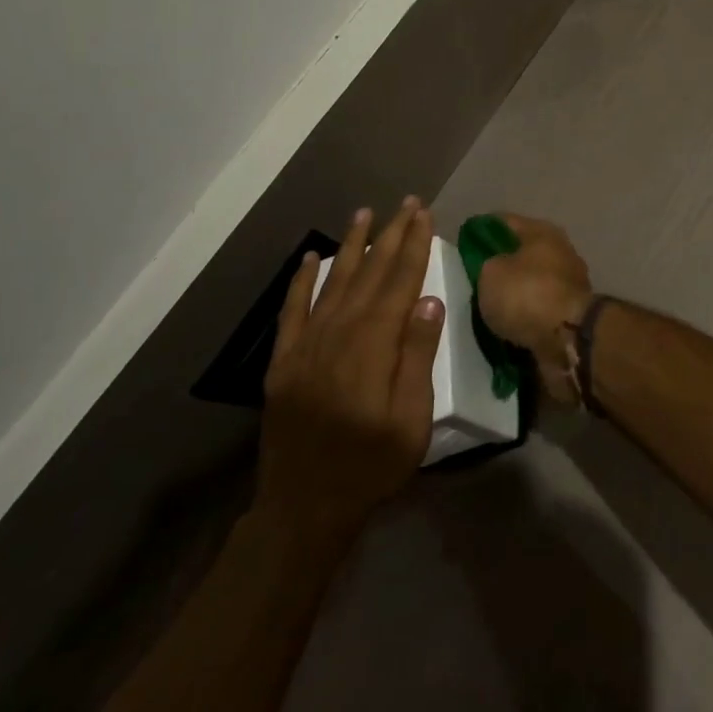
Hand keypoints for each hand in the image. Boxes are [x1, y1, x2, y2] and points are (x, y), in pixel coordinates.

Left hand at [255, 199, 443, 540]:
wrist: (303, 508)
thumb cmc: (370, 465)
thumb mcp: (411, 419)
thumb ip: (417, 357)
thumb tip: (429, 300)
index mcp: (373, 345)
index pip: (399, 282)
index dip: (413, 245)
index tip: (424, 214)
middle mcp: (338, 333)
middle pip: (369, 273)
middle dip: (390, 235)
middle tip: (405, 203)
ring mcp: (306, 345)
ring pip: (333, 282)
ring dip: (351, 246)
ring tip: (364, 215)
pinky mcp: (284, 362)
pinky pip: (293, 310)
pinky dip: (302, 281)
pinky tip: (312, 258)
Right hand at [477, 213, 593, 404]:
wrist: (568, 338)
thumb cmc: (526, 294)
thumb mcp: (490, 273)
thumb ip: (487, 264)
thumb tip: (496, 267)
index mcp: (542, 232)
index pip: (504, 222)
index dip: (481, 229)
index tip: (463, 242)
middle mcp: (560, 251)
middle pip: (522, 253)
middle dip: (500, 264)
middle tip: (473, 279)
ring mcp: (569, 283)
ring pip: (531, 283)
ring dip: (514, 294)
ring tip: (487, 307)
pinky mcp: (571, 312)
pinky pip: (539, 310)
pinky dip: (525, 316)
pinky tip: (506, 326)